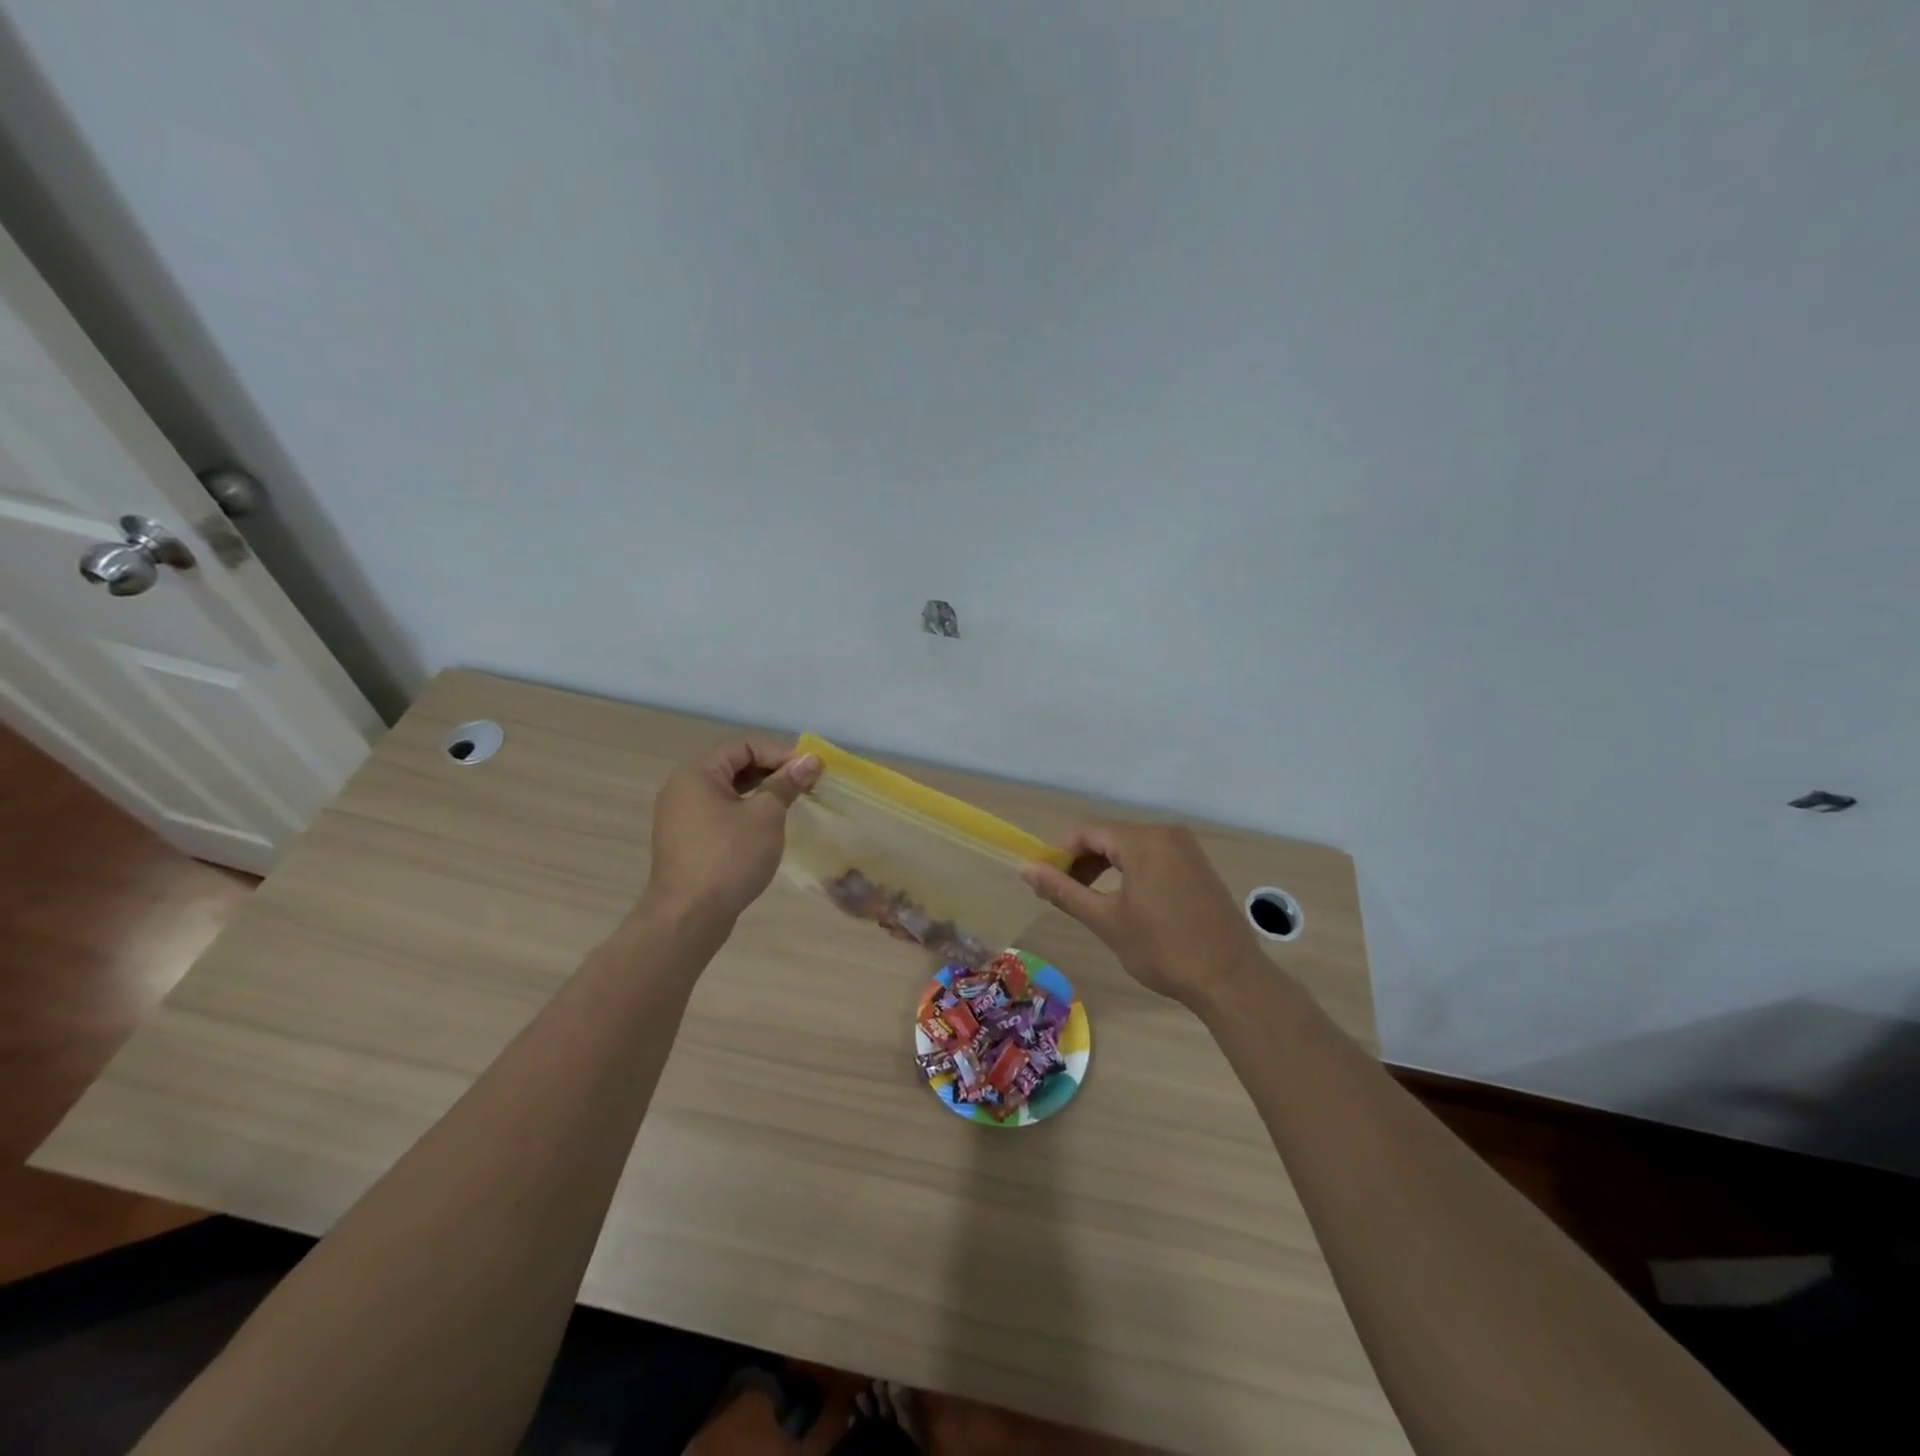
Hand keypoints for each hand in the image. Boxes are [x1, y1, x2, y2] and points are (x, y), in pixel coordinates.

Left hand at [644, 741, 820, 924]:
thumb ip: (786, 784)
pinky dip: (744, 813)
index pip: (744, 745)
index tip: (810, 770)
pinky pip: (719, 814)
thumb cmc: (729, 857)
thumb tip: (809, 760)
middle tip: (805, 785)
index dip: (780, 752)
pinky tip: (766, 829)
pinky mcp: (685, 841)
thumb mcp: (766, 816)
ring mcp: (680, 816)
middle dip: (772, 771)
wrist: (688, 917)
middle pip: (733, 765)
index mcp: (697, 773)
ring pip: (727, 792)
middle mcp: (682, 788)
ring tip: (791, 805)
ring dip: (760, 793)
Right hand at [1022, 822, 1263, 1007]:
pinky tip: (1124, 900)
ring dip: (1104, 868)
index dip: (1059, 854)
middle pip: (1109, 837)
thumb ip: (1064, 891)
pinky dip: (1130, 872)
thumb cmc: (1163, 950)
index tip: (1043, 881)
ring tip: (1088, 899)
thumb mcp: (1106, 920)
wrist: (1230, 980)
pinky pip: (1153, 857)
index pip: (1087, 832)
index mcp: (1144, 840)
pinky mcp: (1198, 866)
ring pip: (1131, 847)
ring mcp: (1187, 849)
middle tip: (1062, 894)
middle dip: (1081, 862)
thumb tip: (1027, 869)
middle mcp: (1167, 834)